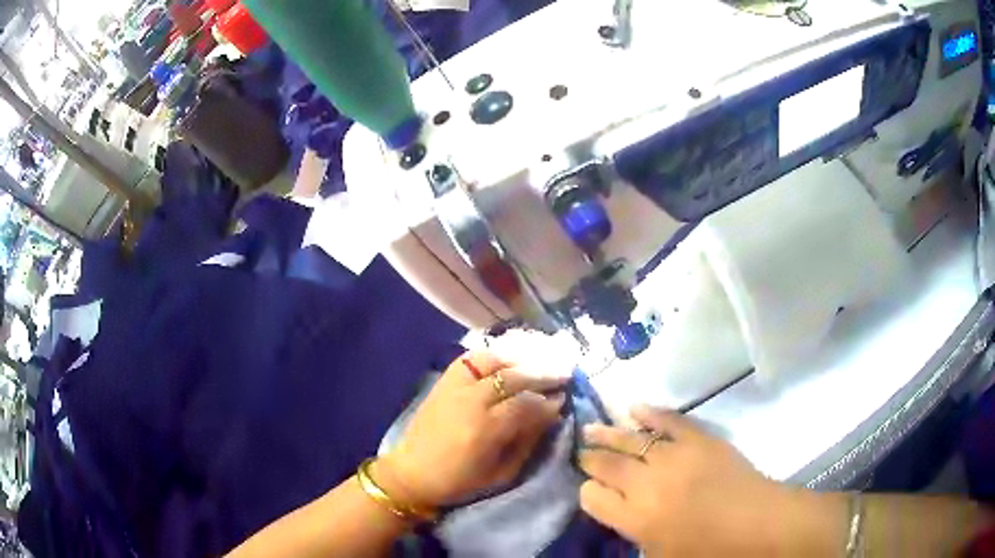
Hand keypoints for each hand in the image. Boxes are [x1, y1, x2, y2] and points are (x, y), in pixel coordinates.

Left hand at [375, 352, 566, 508]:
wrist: (412, 473)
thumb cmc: (459, 482)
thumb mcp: (501, 474)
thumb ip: (527, 442)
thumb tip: (550, 415)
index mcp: (486, 430)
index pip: (527, 404)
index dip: (549, 401)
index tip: (565, 399)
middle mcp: (470, 401)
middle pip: (514, 377)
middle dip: (543, 374)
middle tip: (564, 374)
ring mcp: (454, 387)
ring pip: (494, 361)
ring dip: (521, 360)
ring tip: (540, 363)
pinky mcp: (443, 382)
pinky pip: (470, 359)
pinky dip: (492, 356)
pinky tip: (508, 360)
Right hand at [578, 406, 840, 556]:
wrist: (758, 524)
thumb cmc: (709, 551)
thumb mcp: (661, 556)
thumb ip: (634, 534)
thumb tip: (620, 514)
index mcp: (636, 518)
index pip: (594, 497)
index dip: (588, 492)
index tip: (590, 489)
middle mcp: (648, 484)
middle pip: (608, 465)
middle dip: (591, 458)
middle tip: (581, 451)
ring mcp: (674, 457)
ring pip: (631, 440)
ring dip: (608, 433)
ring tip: (590, 427)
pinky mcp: (699, 439)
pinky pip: (669, 421)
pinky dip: (650, 412)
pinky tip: (633, 407)